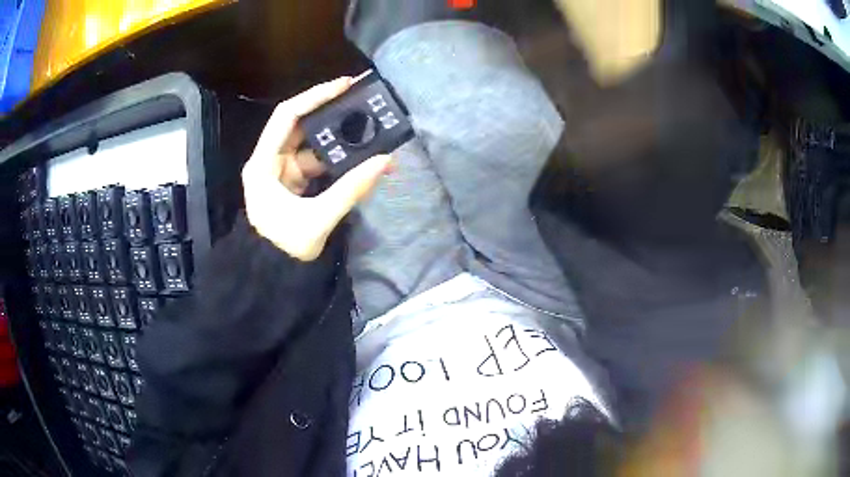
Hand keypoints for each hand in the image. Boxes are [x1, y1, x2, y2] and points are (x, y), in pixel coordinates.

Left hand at [242, 77, 393, 260]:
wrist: (272, 274)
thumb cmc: (284, 248)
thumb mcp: (317, 219)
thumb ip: (351, 189)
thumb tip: (385, 161)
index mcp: (263, 164)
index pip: (287, 116)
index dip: (315, 96)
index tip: (344, 85)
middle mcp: (269, 161)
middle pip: (300, 125)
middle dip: (330, 113)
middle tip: (361, 103)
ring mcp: (281, 171)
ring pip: (311, 144)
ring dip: (337, 139)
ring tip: (367, 130)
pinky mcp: (293, 182)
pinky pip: (316, 162)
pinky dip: (336, 160)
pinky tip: (358, 158)